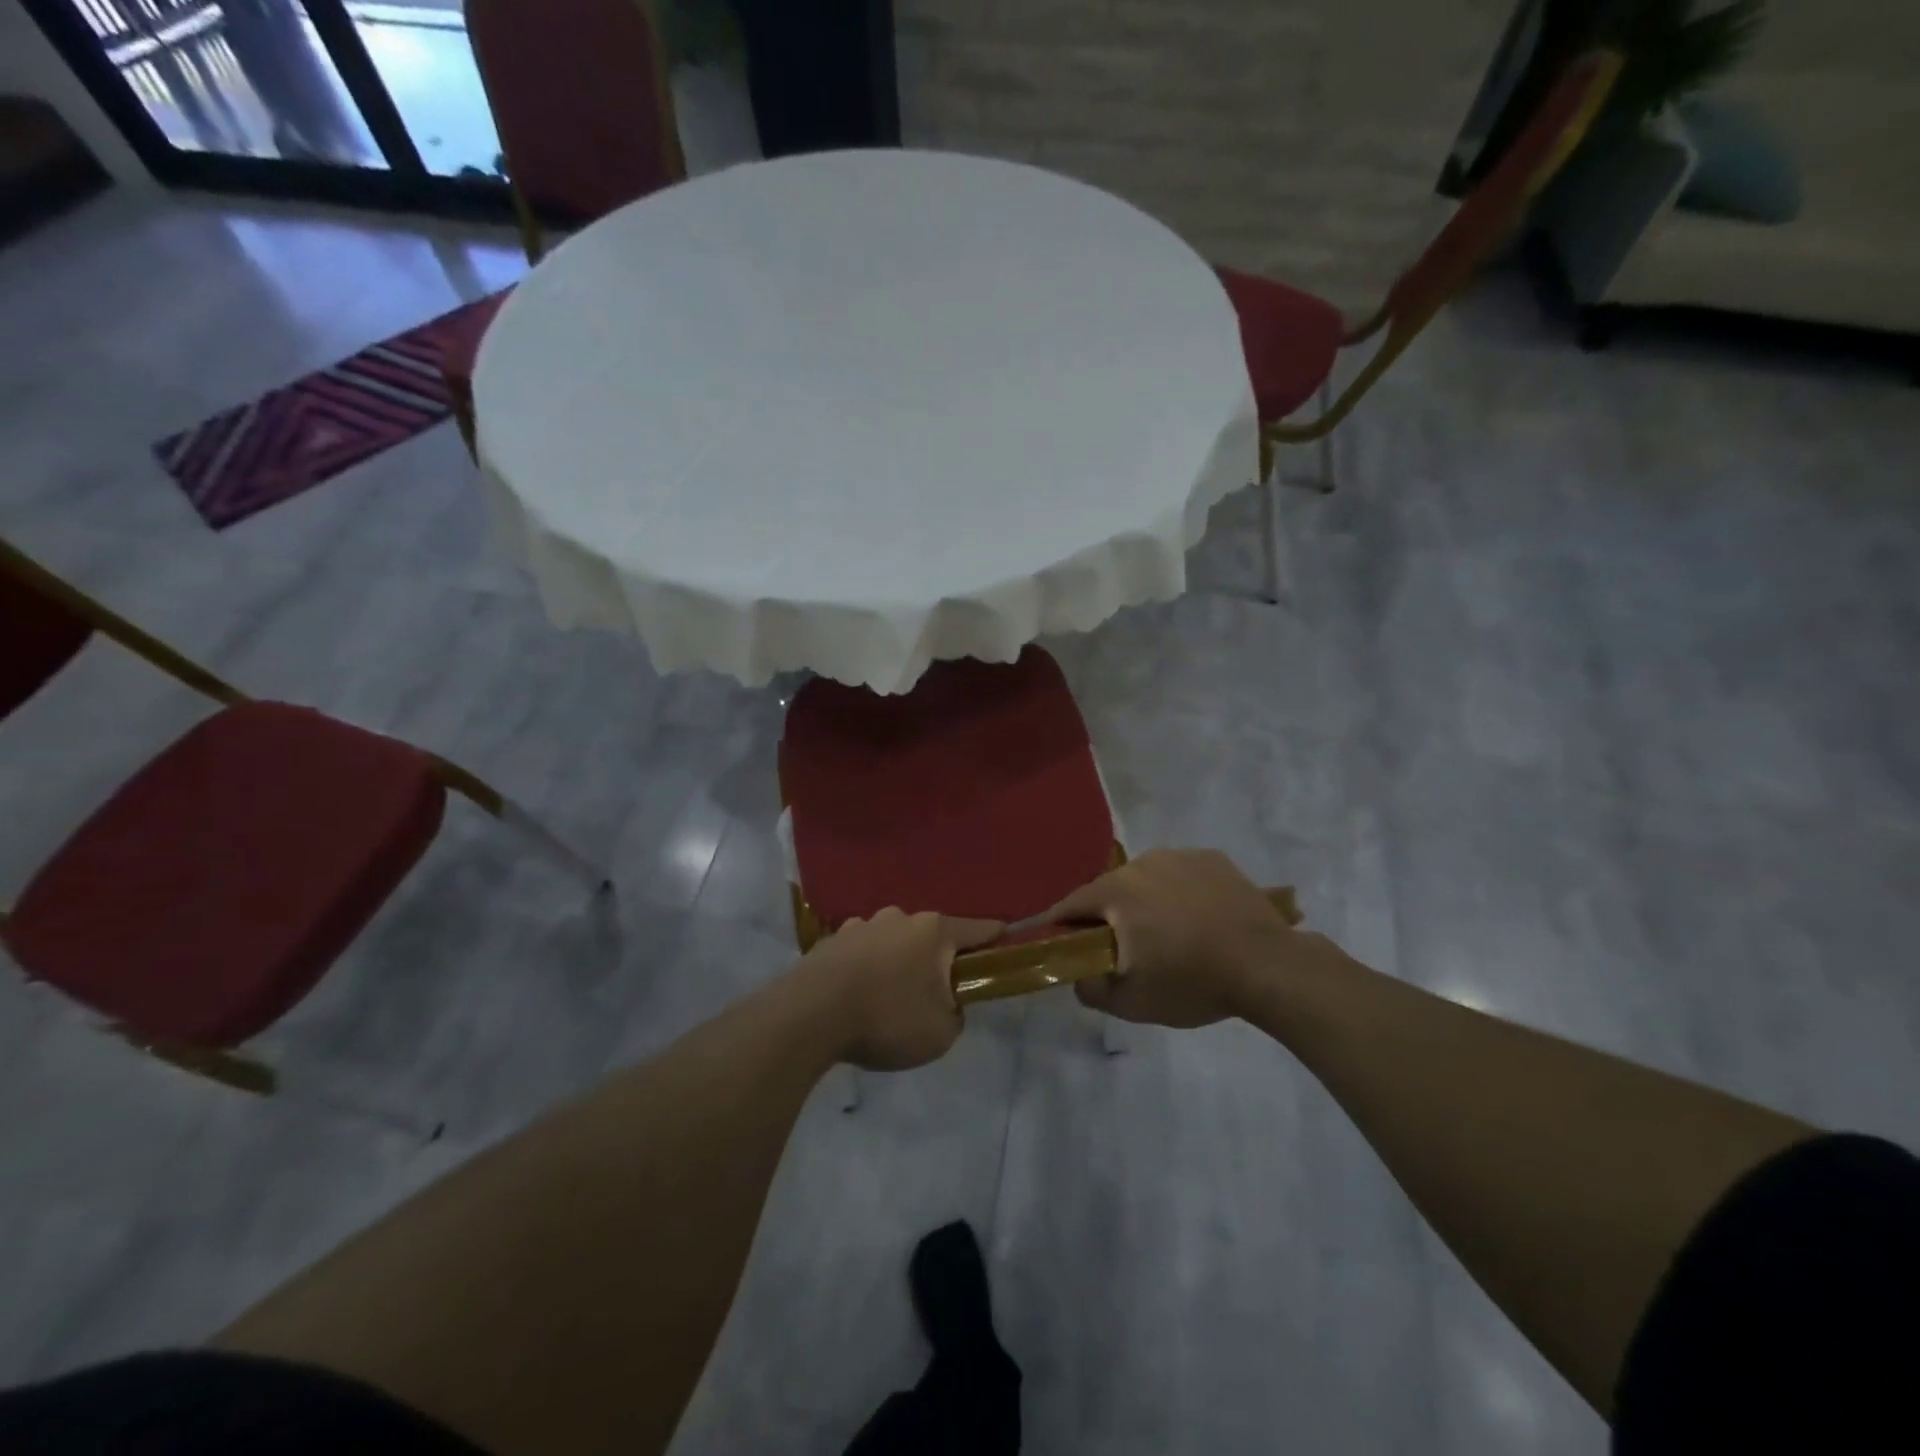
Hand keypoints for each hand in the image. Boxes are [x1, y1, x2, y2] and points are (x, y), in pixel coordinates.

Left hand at [800, 908, 1003, 1070]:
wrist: (810, 1015)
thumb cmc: (887, 1018)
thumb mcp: (941, 1033)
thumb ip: (955, 1014)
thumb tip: (947, 1004)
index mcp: (933, 931)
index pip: (977, 929)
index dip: (995, 937)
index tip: (1005, 939)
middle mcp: (899, 918)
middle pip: (930, 936)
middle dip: (936, 959)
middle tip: (934, 992)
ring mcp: (861, 925)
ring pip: (892, 942)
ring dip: (897, 962)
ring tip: (888, 997)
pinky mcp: (830, 941)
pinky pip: (860, 953)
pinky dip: (865, 969)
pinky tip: (857, 996)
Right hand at [1045, 848, 1311, 1027]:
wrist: (1267, 965)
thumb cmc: (1191, 981)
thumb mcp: (1131, 1002)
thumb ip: (1091, 989)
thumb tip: (1078, 977)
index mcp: (1116, 892)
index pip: (1072, 903)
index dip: (1061, 923)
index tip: (1060, 941)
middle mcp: (1142, 863)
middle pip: (1111, 889)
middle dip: (1108, 915)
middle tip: (1122, 947)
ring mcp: (1181, 856)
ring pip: (1147, 879)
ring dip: (1146, 901)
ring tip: (1167, 933)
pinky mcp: (1214, 859)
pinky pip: (1182, 875)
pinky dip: (1181, 893)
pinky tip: (1199, 919)